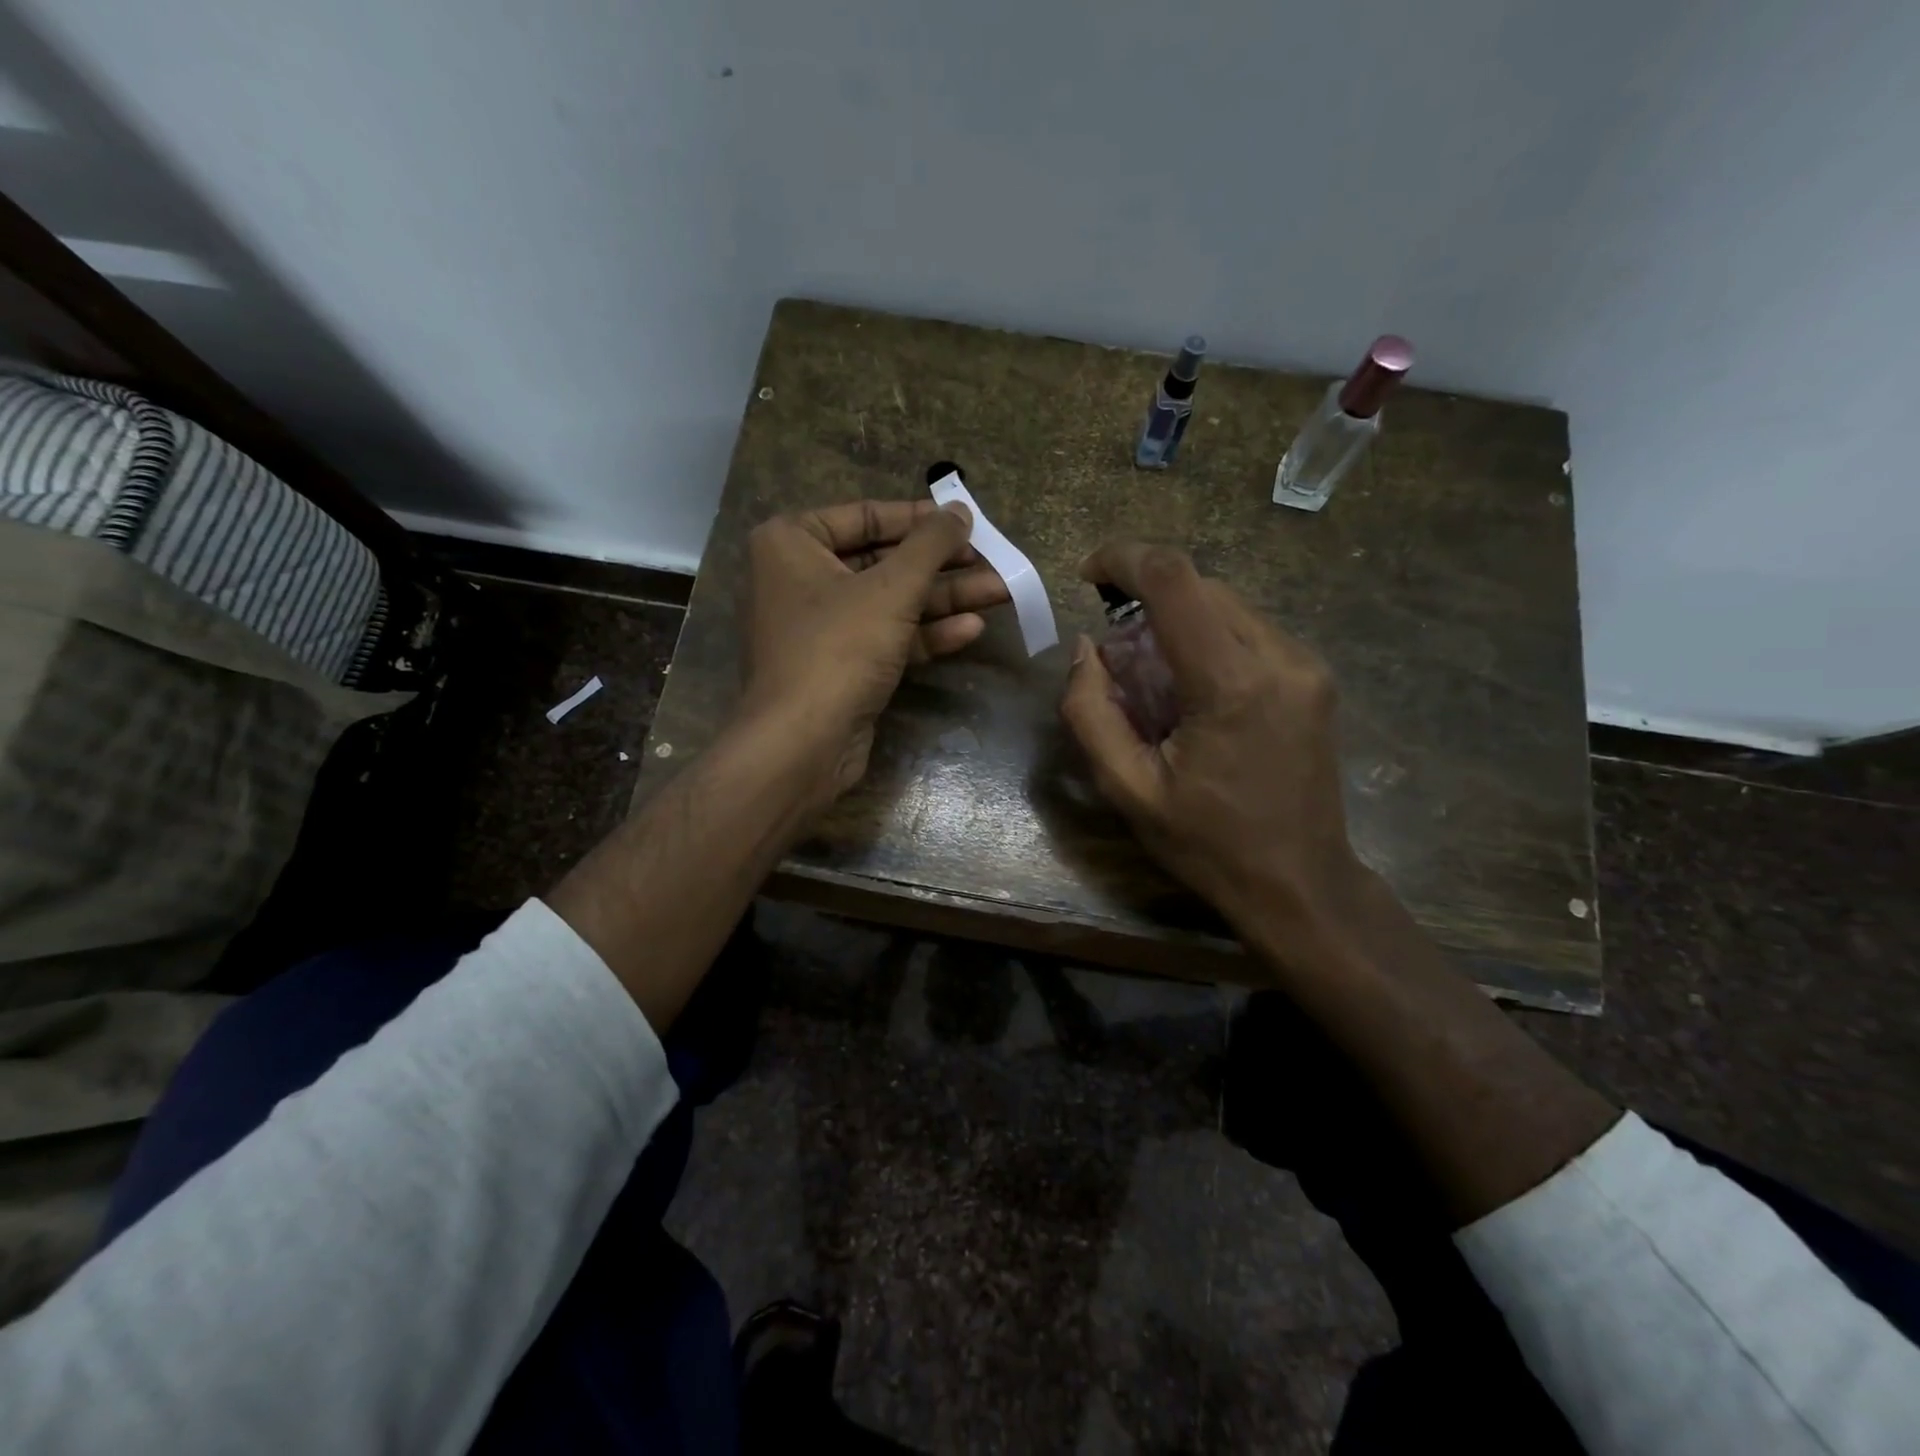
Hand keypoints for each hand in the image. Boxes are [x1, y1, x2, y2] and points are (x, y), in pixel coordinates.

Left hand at [740, 498, 1009, 805]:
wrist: (803, 744)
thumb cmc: (839, 647)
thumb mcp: (891, 587)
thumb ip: (931, 544)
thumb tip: (960, 510)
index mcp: (792, 543)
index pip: (864, 515)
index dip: (919, 518)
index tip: (964, 519)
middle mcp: (801, 579)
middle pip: (883, 561)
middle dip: (941, 564)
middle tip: (991, 559)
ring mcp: (822, 627)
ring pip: (891, 602)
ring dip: (945, 599)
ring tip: (1000, 591)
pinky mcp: (842, 666)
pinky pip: (888, 637)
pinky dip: (926, 633)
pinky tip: (971, 628)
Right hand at [1060, 542, 1363, 944]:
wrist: (1301, 886)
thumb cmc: (1208, 845)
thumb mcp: (1127, 789)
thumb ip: (1090, 711)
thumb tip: (1087, 648)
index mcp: (1231, 684)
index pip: (1174, 581)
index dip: (1124, 558)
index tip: (1088, 574)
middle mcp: (1279, 658)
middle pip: (1200, 587)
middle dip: (1146, 599)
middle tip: (1116, 655)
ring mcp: (1305, 666)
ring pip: (1226, 605)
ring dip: (1176, 621)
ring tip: (1152, 679)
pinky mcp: (1314, 677)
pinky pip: (1248, 631)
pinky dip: (1206, 639)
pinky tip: (1192, 690)